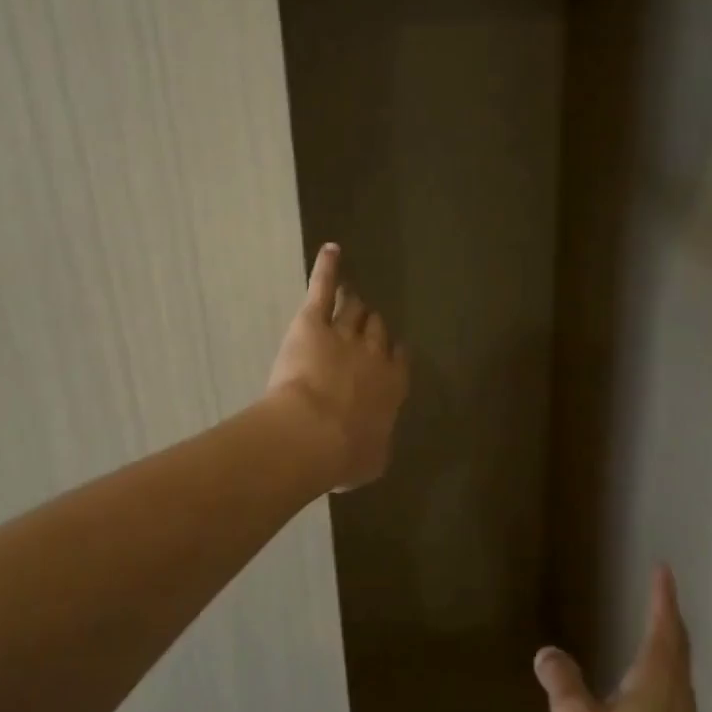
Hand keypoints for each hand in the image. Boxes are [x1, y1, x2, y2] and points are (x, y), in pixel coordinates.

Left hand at [266, 243, 409, 491]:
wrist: (313, 433)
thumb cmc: (344, 455)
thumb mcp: (371, 461)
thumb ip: (376, 445)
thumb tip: (374, 444)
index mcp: (391, 386)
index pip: (398, 359)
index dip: (392, 353)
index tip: (388, 351)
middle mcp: (374, 354)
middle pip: (377, 330)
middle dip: (372, 327)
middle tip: (363, 325)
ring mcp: (344, 333)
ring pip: (355, 310)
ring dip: (354, 304)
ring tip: (350, 294)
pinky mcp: (313, 322)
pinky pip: (323, 288)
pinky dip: (327, 268)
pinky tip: (330, 250)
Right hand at [536, 564, 701, 711]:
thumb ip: (562, 683)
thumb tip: (548, 652)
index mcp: (655, 685)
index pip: (663, 628)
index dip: (663, 597)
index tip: (664, 569)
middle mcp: (676, 701)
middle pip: (680, 649)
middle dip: (670, 617)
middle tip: (661, 593)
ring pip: (682, 674)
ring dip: (673, 646)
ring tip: (659, 632)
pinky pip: (678, 695)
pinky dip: (669, 673)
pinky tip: (652, 691)